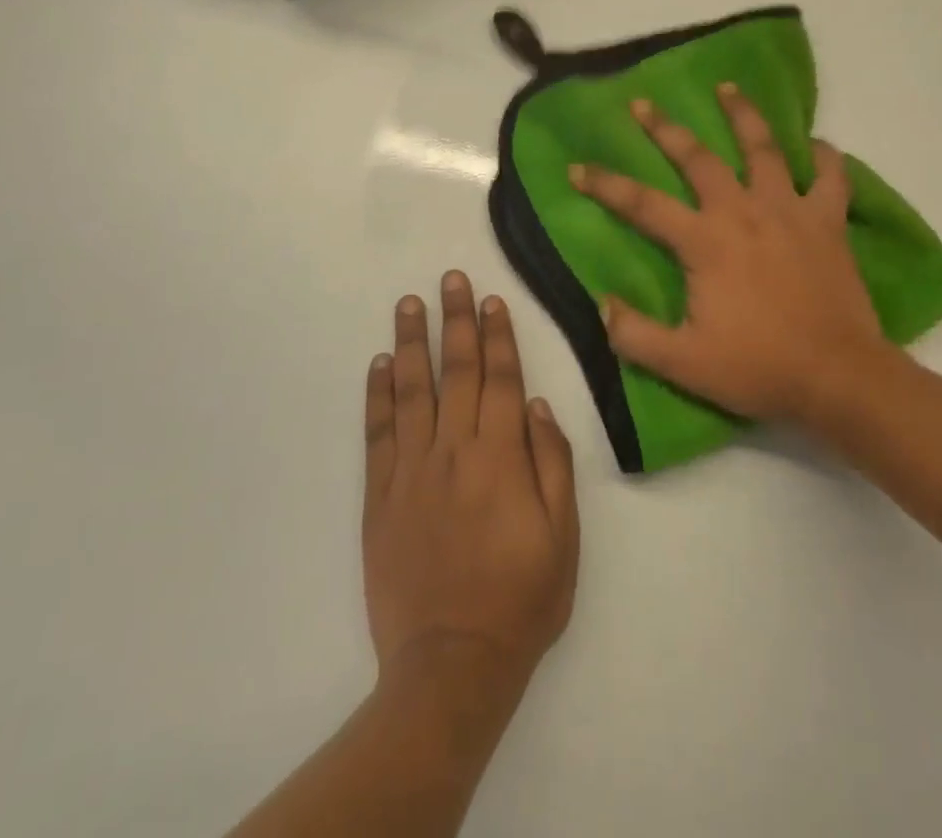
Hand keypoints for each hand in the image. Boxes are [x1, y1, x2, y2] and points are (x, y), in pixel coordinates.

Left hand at [363, 272, 578, 710]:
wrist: (452, 664)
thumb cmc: (520, 600)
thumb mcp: (563, 538)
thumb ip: (553, 464)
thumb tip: (539, 406)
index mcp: (501, 457)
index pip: (502, 380)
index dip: (498, 336)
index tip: (491, 299)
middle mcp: (455, 450)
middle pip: (457, 372)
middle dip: (456, 320)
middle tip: (450, 278)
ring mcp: (412, 470)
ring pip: (412, 391)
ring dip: (412, 342)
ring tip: (409, 303)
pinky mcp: (381, 495)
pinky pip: (378, 434)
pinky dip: (378, 395)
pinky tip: (379, 364)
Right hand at [569, 84, 907, 423]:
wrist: (839, 378)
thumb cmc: (758, 367)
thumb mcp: (683, 363)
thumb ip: (634, 335)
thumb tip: (603, 304)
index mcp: (704, 241)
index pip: (642, 204)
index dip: (605, 184)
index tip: (577, 168)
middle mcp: (742, 212)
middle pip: (698, 158)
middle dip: (665, 128)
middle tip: (643, 103)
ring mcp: (789, 211)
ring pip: (764, 148)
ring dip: (743, 115)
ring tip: (728, 88)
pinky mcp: (828, 222)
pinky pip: (830, 177)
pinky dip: (824, 157)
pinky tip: (815, 145)